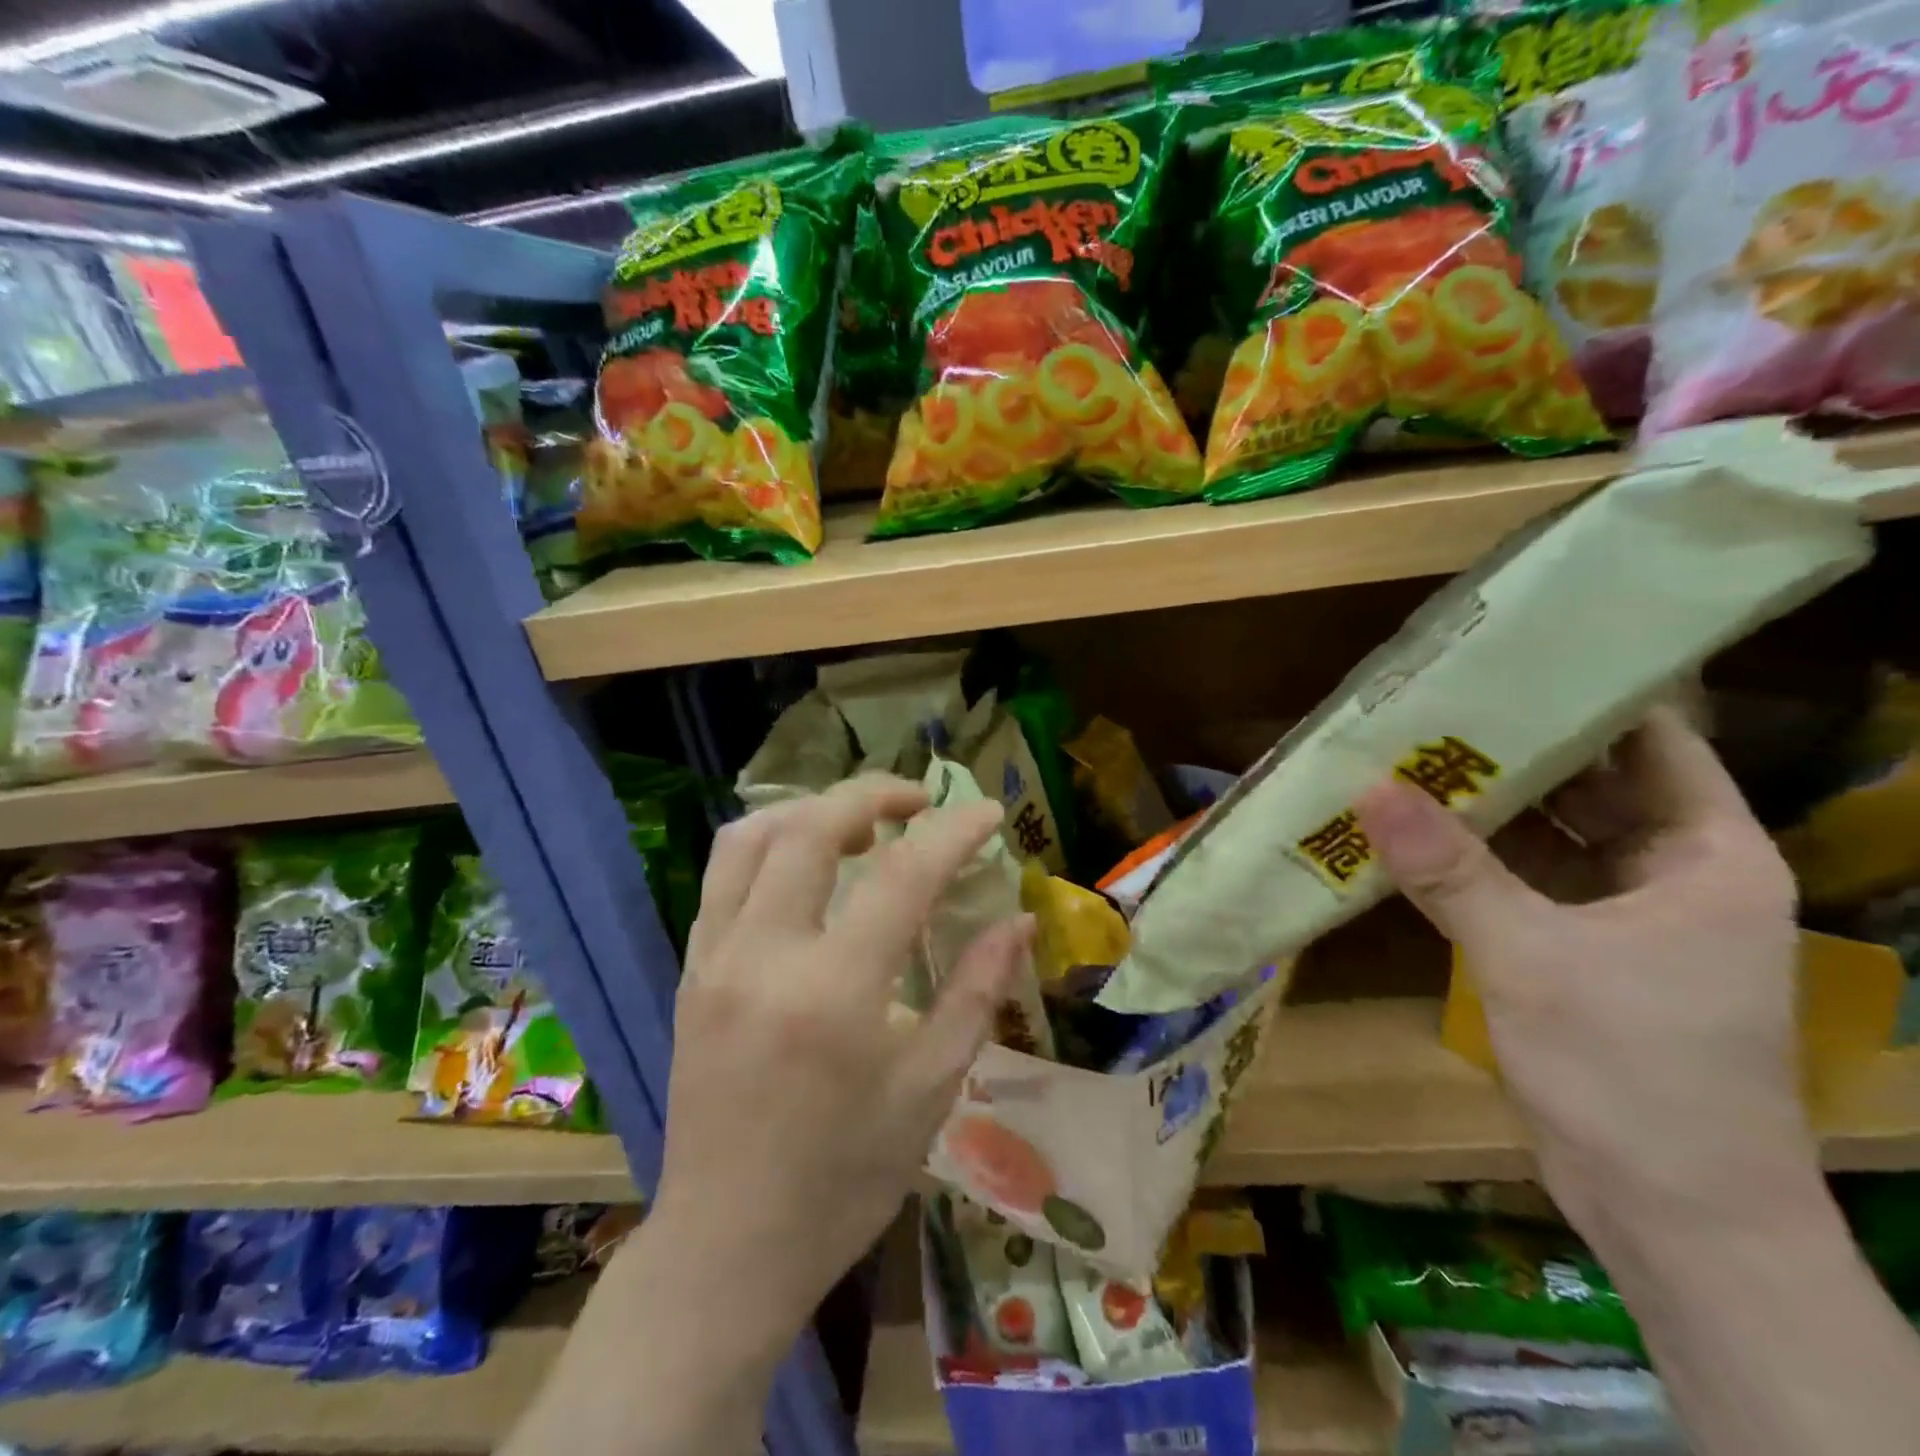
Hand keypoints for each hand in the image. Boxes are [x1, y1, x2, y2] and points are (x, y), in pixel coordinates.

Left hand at [652, 775, 1033, 1334]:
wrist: (726, 1245)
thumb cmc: (844, 1178)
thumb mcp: (929, 1090)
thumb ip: (975, 993)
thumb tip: (1017, 921)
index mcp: (833, 993)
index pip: (901, 875)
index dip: (952, 831)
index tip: (987, 813)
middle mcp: (764, 956)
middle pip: (812, 827)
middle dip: (874, 794)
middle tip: (920, 801)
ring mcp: (714, 958)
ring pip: (752, 837)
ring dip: (812, 809)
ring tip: (860, 822)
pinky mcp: (690, 970)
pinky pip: (723, 876)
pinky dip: (770, 844)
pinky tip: (805, 863)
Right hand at [1353, 708, 1815, 1237]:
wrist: (1670, 1213)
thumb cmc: (1634, 1071)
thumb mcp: (1533, 957)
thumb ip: (1449, 870)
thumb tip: (1368, 789)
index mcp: (1706, 855)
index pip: (1651, 743)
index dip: (1582, 698)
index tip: (1502, 663)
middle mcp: (1670, 873)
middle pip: (1587, 785)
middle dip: (1509, 750)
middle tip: (1426, 707)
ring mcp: (1620, 915)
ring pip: (1546, 836)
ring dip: (1480, 807)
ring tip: (1402, 759)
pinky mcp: (1575, 950)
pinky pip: (1519, 882)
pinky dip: (1470, 860)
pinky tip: (1408, 835)